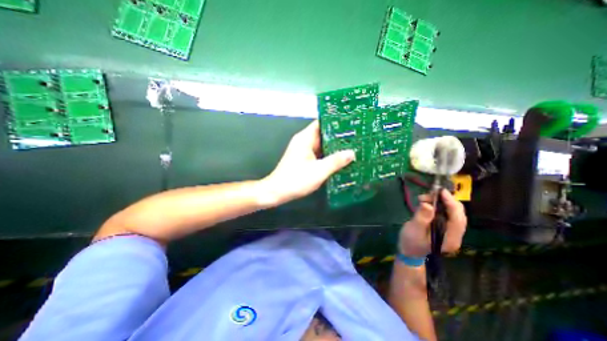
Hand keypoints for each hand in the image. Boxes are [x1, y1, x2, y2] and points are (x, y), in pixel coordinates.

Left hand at [261, 120, 355, 204]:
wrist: (277, 192)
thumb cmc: (296, 180)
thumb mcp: (319, 171)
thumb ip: (336, 161)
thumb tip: (351, 153)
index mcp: (305, 138)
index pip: (321, 123)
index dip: (335, 122)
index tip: (350, 122)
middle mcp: (303, 142)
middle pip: (322, 134)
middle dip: (338, 136)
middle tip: (355, 136)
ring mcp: (303, 151)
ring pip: (321, 145)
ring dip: (334, 147)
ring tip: (352, 146)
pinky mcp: (304, 160)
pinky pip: (318, 153)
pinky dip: (328, 155)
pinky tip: (340, 159)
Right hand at [402, 190, 465, 257]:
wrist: (408, 251)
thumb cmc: (410, 241)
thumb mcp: (414, 229)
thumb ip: (422, 217)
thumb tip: (428, 204)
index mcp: (450, 239)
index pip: (457, 219)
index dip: (451, 204)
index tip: (441, 191)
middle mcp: (455, 235)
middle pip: (458, 215)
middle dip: (446, 201)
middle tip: (430, 193)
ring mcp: (451, 231)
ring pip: (452, 212)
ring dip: (439, 202)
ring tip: (423, 198)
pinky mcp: (445, 227)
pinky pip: (445, 213)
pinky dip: (437, 205)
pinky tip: (426, 202)